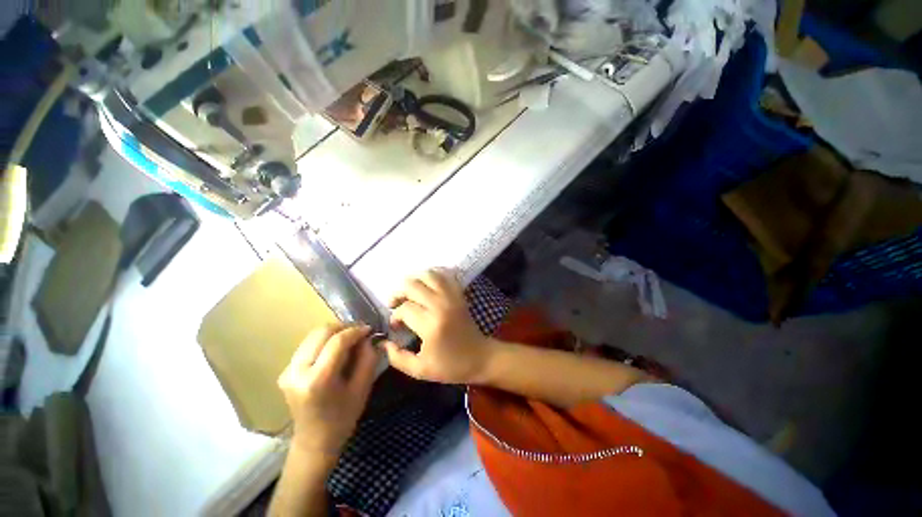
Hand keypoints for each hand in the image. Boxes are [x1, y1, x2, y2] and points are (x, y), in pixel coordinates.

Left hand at [278, 324, 379, 457]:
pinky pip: (308, 345)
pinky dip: (325, 341)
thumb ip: (368, 358)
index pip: (337, 341)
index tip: (369, 329)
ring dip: (334, 332)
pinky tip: (336, 349)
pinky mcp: (285, 371)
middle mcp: (297, 372)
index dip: (355, 331)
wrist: (314, 441)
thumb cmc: (343, 417)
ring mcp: (287, 371)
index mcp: (317, 380)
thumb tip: (368, 337)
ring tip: (350, 338)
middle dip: (344, 327)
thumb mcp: (363, 388)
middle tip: (360, 332)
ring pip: (313, 335)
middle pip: (321, 332)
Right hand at [383, 269, 492, 383]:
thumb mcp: (420, 370)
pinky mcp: (459, 294)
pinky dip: (434, 273)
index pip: (405, 309)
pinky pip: (446, 275)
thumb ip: (397, 358)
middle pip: (413, 285)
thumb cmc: (451, 366)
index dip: (395, 316)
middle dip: (399, 292)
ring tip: (408, 291)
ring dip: (414, 279)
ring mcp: (452, 297)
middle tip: (395, 303)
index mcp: (431, 325)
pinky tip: (426, 282)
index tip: (395, 326)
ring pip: (429, 275)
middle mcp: (441, 305)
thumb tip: (383, 342)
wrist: (480, 357)